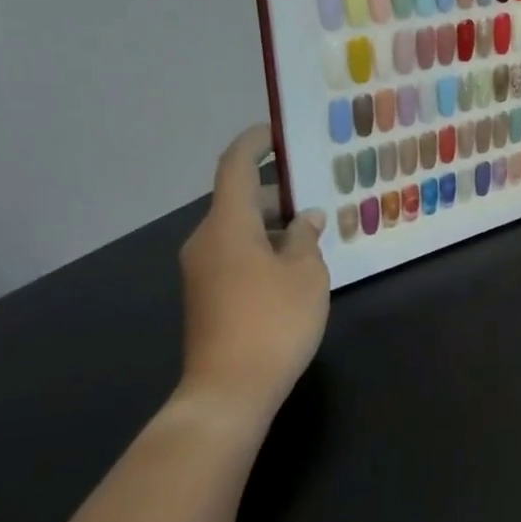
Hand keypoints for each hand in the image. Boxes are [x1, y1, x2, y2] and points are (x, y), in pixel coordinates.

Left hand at [176, 126, 328, 425]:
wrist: (229, 390)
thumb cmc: (274, 321)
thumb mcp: (306, 274)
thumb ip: (306, 238)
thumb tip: (307, 218)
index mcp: (227, 225)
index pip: (235, 166)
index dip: (255, 142)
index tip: (278, 131)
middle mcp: (206, 240)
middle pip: (239, 200)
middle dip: (277, 192)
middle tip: (318, 191)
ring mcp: (202, 270)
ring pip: (239, 230)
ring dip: (273, 224)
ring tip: (315, 232)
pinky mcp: (206, 295)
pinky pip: (235, 254)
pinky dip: (263, 247)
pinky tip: (295, 265)